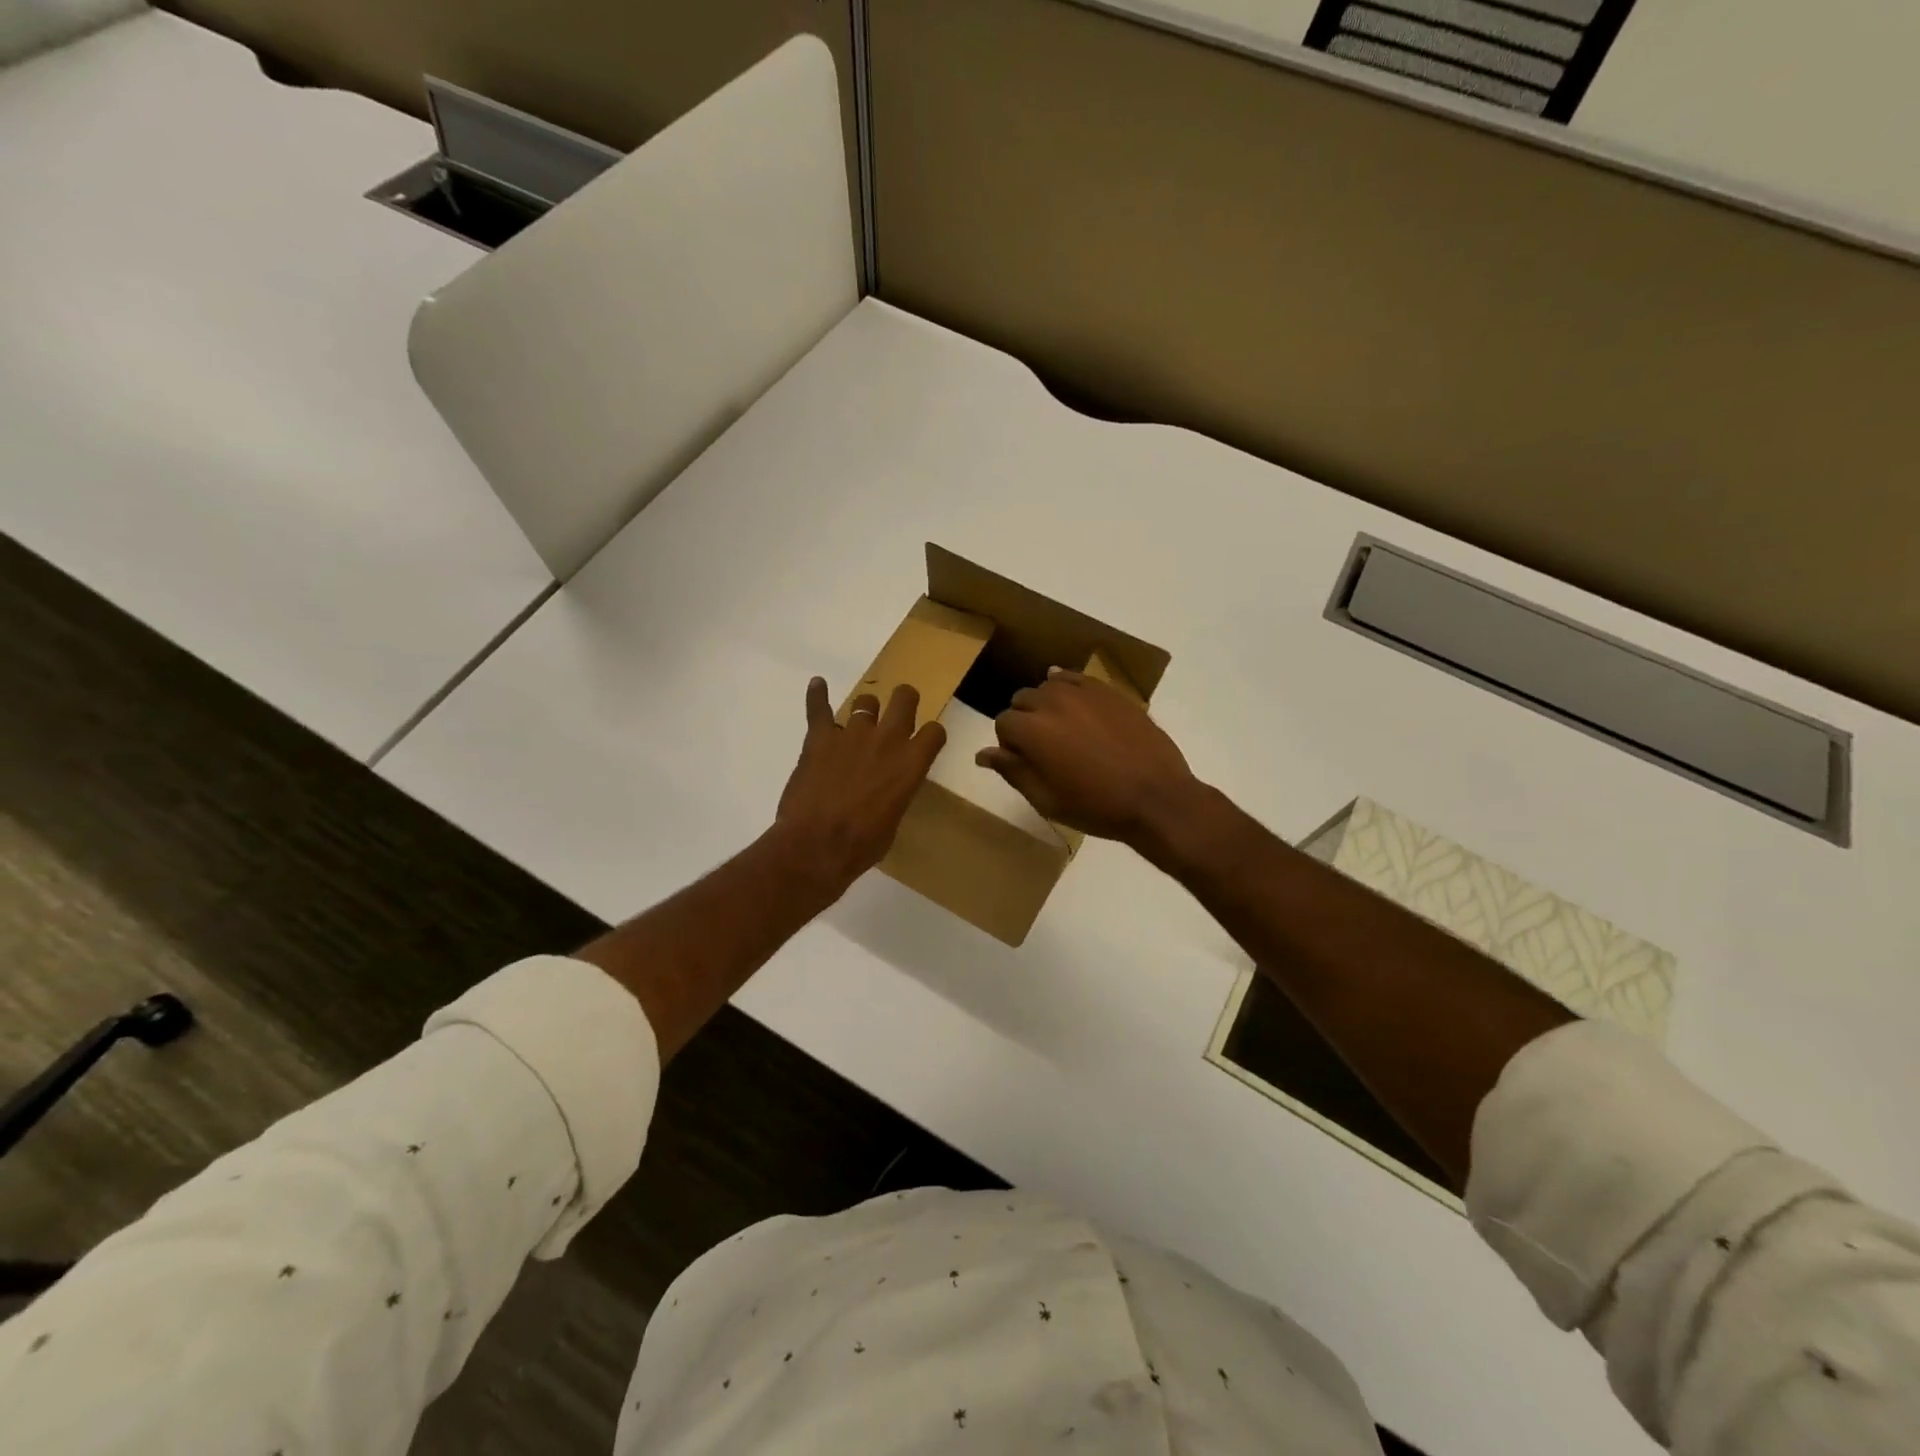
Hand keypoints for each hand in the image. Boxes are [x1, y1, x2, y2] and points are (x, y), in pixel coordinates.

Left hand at [774, 677, 946, 895]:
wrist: (817, 846)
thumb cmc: (862, 844)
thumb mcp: (893, 820)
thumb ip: (895, 793)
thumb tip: (886, 790)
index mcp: (912, 764)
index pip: (934, 732)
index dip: (931, 734)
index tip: (925, 740)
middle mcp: (887, 740)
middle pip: (904, 699)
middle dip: (904, 700)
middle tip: (899, 709)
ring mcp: (852, 734)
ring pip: (865, 701)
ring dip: (865, 709)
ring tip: (858, 719)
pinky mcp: (820, 737)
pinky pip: (818, 707)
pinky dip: (817, 695)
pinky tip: (817, 685)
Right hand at [976, 668, 1200, 847]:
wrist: (1155, 798)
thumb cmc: (1096, 807)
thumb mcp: (1046, 799)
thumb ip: (1012, 771)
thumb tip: (982, 753)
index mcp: (1032, 730)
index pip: (1003, 723)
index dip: (1009, 744)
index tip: (1024, 761)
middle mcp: (1052, 702)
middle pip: (1023, 699)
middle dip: (1025, 720)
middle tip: (1043, 748)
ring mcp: (1083, 692)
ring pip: (1049, 686)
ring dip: (1047, 703)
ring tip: (1063, 729)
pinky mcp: (1109, 691)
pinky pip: (1077, 678)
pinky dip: (1068, 686)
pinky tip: (1072, 700)